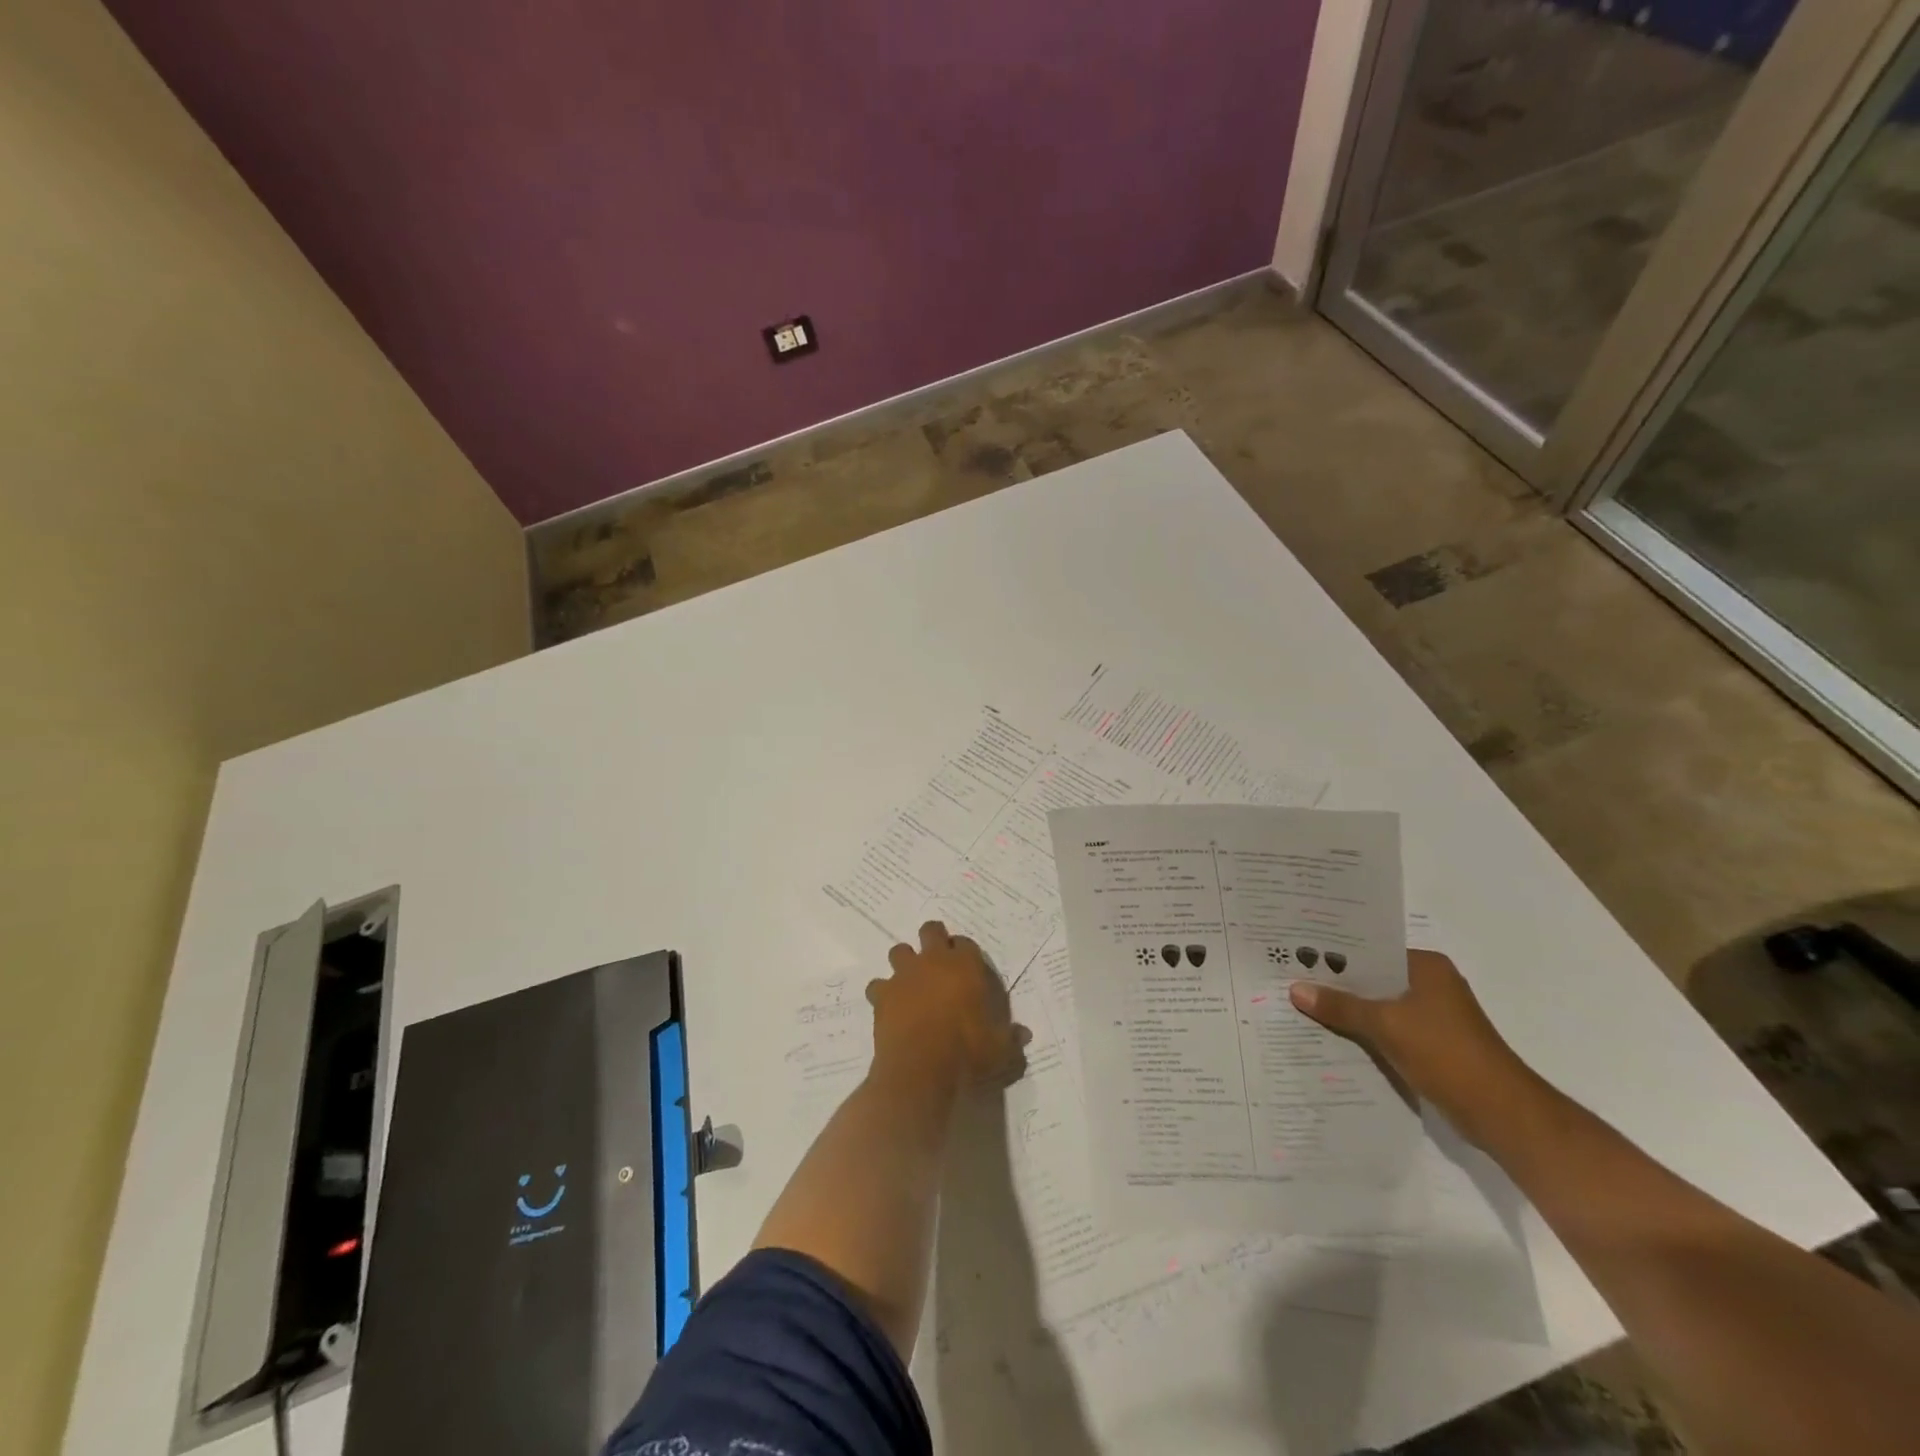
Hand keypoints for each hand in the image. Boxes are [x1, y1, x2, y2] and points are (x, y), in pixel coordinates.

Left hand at [869, 921, 1028, 1090]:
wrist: (920, 1069)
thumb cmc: (966, 1053)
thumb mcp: (1000, 1050)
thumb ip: (1010, 1037)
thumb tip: (1024, 1034)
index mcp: (965, 966)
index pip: (965, 943)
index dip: (965, 952)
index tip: (967, 967)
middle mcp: (933, 961)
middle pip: (931, 931)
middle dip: (933, 939)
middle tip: (938, 962)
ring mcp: (904, 975)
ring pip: (899, 951)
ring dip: (905, 963)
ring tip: (912, 983)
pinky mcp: (882, 995)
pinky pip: (878, 985)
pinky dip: (883, 993)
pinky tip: (890, 1008)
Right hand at [1289, 950, 1536, 1146]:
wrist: (1502, 1114)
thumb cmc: (1447, 1055)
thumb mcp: (1386, 1025)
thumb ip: (1341, 1006)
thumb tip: (1296, 989)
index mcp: (1427, 967)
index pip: (1372, 950)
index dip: (1335, 953)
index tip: (1298, 952)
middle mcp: (1432, 985)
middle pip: (1373, 978)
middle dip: (1337, 984)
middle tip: (1291, 978)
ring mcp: (1434, 1017)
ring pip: (1379, 1006)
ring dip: (1349, 1011)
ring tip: (1303, 1006)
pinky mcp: (1433, 1046)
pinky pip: (1388, 1030)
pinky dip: (1365, 1033)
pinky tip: (1332, 1037)